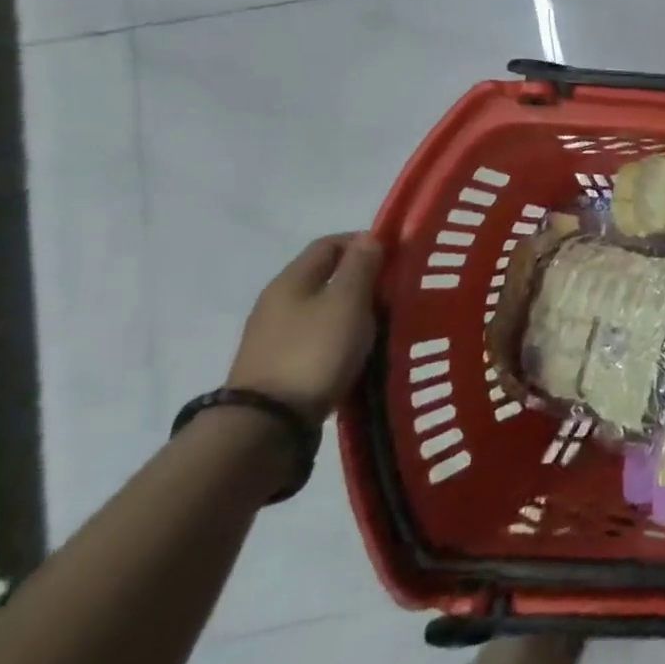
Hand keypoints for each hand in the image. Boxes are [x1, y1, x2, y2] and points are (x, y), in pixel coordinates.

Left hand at [226, 235, 382, 421]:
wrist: (267, 425)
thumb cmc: (314, 351)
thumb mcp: (347, 302)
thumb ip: (361, 267)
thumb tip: (369, 238)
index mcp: (291, 280)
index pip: (329, 244)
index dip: (363, 242)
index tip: (397, 255)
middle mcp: (278, 302)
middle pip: (326, 277)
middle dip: (364, 279)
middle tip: (397, 290)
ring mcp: (275, 337)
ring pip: (324, 309)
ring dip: (355, 310)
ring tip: (386, 322)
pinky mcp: (280, 367)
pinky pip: (319, 338)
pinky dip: (343, 337)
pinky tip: (361, 351)